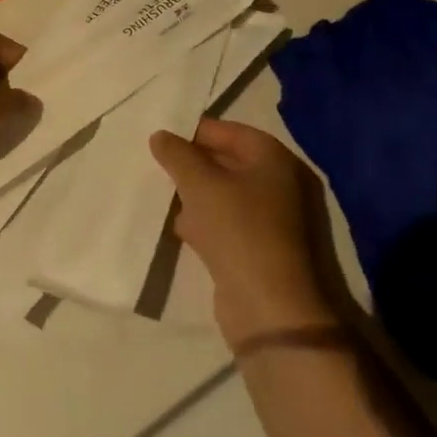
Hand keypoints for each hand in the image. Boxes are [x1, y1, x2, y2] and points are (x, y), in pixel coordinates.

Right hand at [149, 118, 336, 347]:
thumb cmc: (237, 229)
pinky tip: (179, 229)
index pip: (230, 131)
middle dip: (192, 164)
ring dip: (195, 195)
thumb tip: (160, 135)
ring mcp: (272, 218)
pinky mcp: (260, 248)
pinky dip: (204, 222)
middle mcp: (278, 183)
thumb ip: (177, 155)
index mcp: (273, 159)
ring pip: (225, 195)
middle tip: (157, 166)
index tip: (161, 138)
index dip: (195, 132)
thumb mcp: (200, 184)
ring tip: (162, 195)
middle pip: (228, 162)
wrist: (269, 305)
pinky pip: (227, 224)